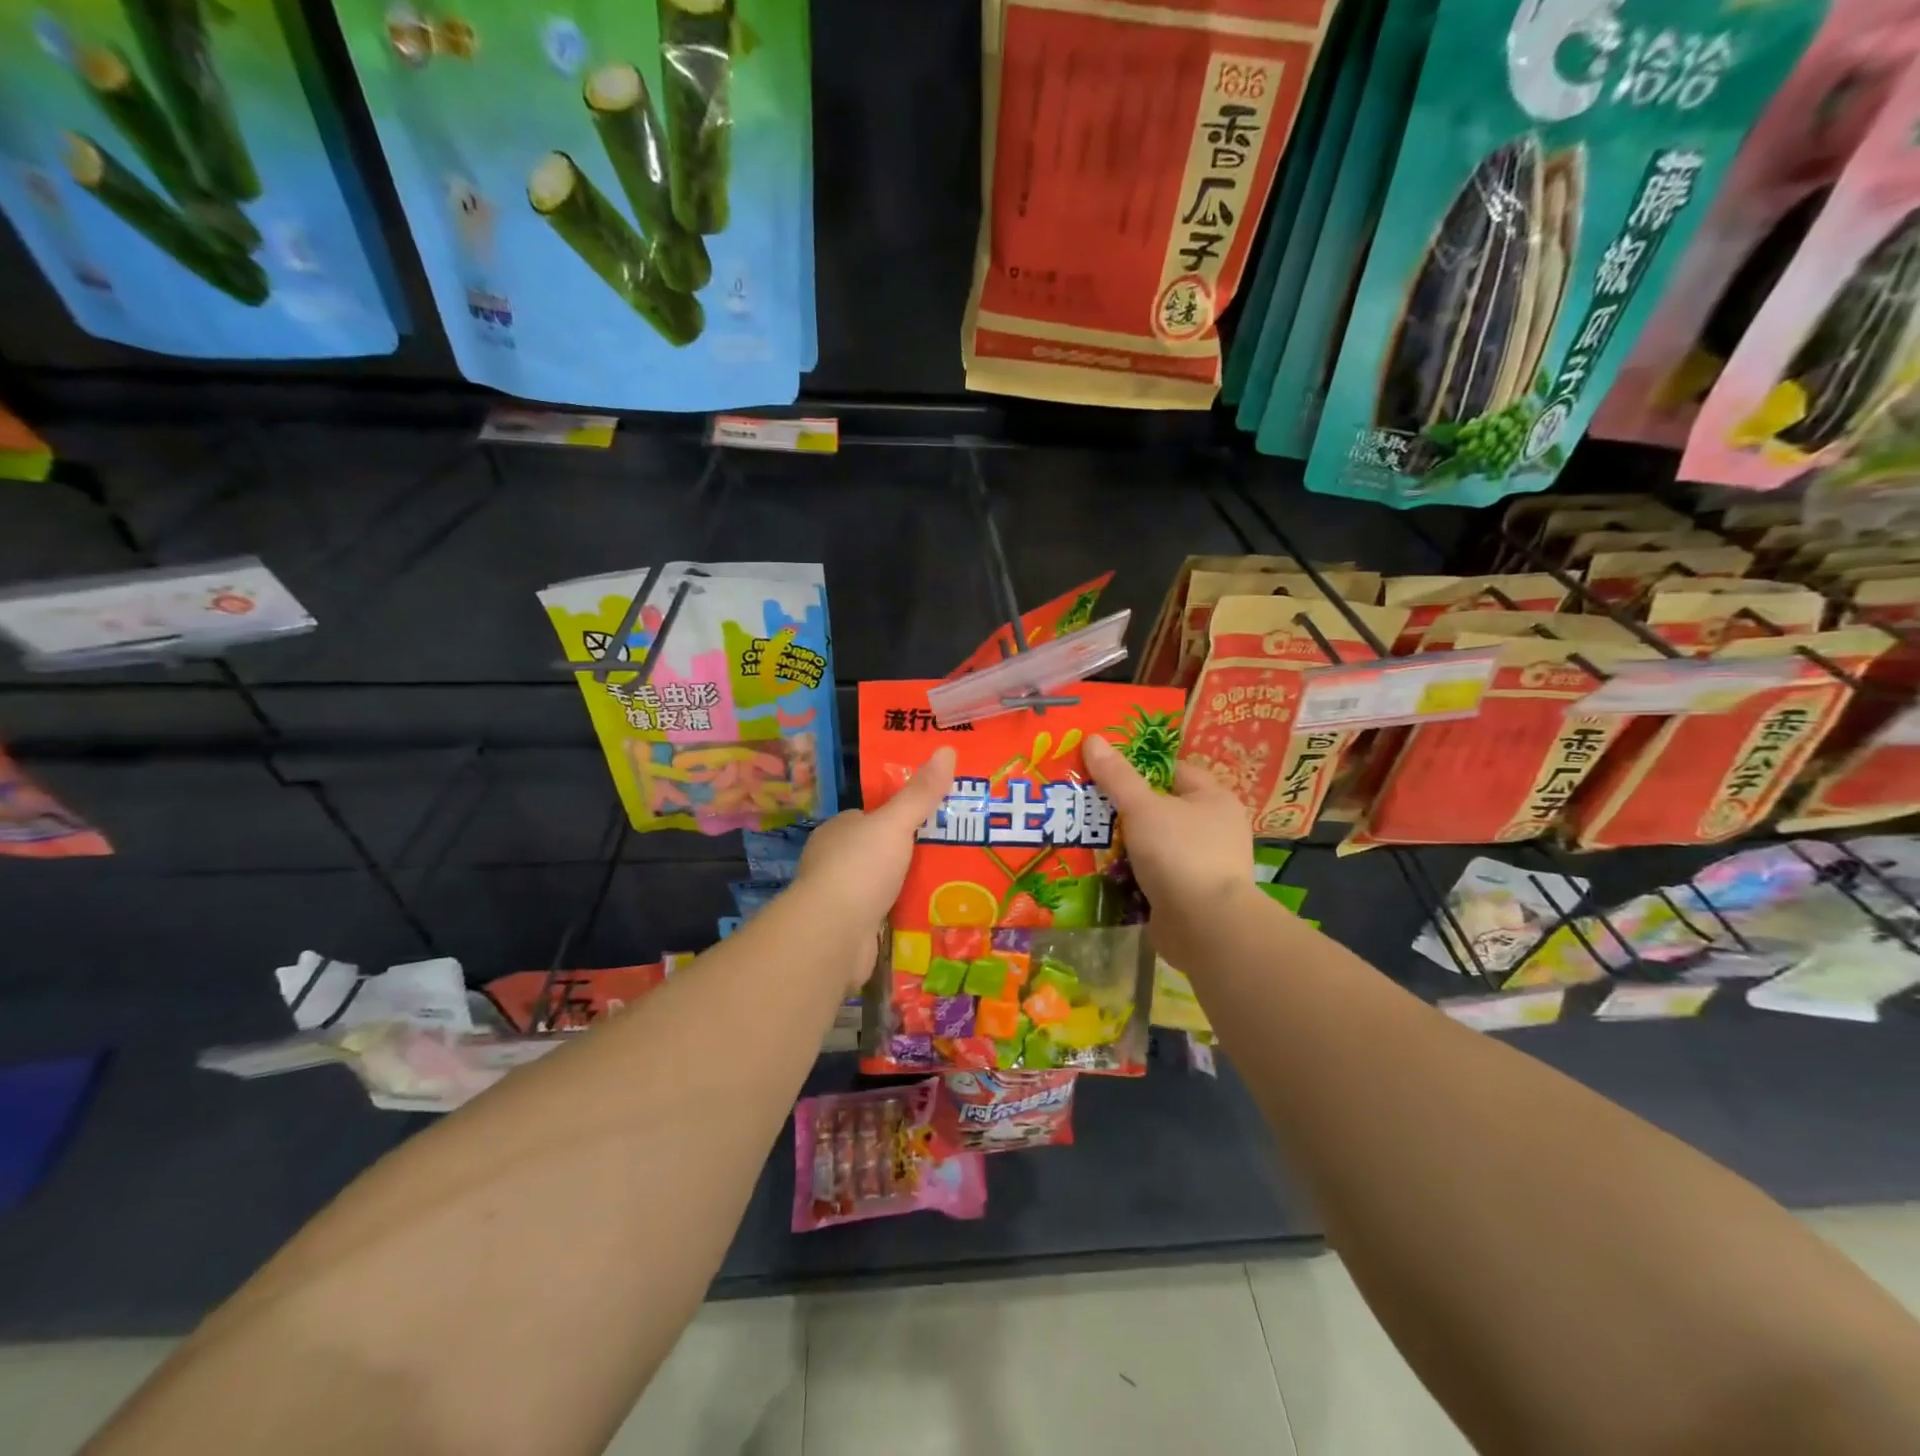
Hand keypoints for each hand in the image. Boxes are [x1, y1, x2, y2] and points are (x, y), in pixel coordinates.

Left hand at [794, 746, 955, 928]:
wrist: (833, 934)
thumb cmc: (860, 868)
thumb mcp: (894, 823)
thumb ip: (920, 793)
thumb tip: (947, 749)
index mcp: (838, 830)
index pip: (871, 816)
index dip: (899, 816)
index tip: (934, 819)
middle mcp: (834, 860)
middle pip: (878, 851)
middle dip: (907, 854)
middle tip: (952, 853)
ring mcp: (840, 897)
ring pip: (881, 885)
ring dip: (907, 886)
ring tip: (952, 884)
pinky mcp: (850, 929)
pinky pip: (883, 915)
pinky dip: (902, 914)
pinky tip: (930, 914)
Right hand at [1082, 734, 1255, 962]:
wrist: (1205, 927)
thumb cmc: (1180, 853)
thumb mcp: (1143, 807)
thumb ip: (1117, 776)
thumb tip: (1093, 738)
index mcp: (1214, 799)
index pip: (1174, 770)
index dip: (1140, 768)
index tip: (1105, 771)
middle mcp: (1215, 829)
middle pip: (1161, 808)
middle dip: (1126, 809)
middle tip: (1087, 803)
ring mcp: (1203, 865)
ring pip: (1155, 843)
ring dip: (1125, 844)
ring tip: (1086, 836)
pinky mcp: (1188, 896)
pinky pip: (1153, 875)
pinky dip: (1131, 873)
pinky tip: (1101, 871)